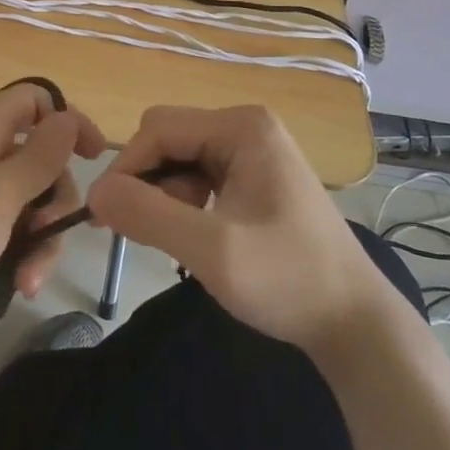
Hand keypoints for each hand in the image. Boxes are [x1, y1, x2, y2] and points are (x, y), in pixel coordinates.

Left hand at [0, 83, 106, 345]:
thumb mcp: (0, 195)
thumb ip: (41, 156)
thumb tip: (69, 116)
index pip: (35, 100)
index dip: (68, 121)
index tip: (96, 158)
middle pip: (35, 155)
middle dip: (54, 198)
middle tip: (53, 233)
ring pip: (21, 198)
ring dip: (38, 236)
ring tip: (31, 280)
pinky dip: (14, 250)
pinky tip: (17, 285)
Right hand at [87, 105, 390, 356]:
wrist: (354, 323)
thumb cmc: (287, 280)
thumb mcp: (212, 250)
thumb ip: (148, 215)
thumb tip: (94, 192)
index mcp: (242, 126)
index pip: (159, 129)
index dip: (126, 168)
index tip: (101, 214)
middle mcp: (246, 126)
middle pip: (168, 138)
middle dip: (147, 182)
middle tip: (141, 232)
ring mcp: (253, 150)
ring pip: (180, 158)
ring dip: (165, 196)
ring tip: (178, 243)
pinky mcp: (255, 176)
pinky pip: (199, 175)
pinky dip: (184, 203)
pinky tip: (196, 238)